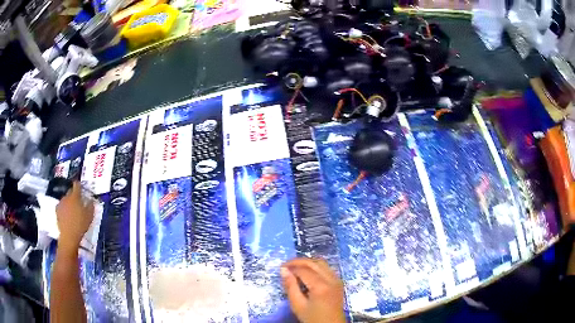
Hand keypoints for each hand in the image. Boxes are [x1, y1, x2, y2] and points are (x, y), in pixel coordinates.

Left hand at [55, 182, 93, 252]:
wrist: (68, 236)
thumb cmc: (80, 225)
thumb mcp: (89, 216)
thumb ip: (91, 206)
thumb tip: (91, 200)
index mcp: (75, 196)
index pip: (77, 185)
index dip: (79, 184)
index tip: (81, 187)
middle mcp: (67, 197)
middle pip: (70, 191)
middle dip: (74, 194)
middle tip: (78, 201)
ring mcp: (61, 203)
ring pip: (65, 199)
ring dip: (69, 202)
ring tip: (72, 210)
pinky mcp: (57, 211)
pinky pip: (61, 206)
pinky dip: (64, 208)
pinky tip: (66, 214)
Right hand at [281, 258, 345, 322]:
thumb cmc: (312, 318)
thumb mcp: (297, 305)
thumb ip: (290, 286)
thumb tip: (283, 270)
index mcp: (320, 286)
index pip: (304, 270)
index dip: (291, 266)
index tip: (281, 268)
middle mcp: (331, 279)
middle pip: (314, 263)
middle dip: (299, 261)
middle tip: (286, 265)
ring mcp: (337, 280)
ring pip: (322, 263)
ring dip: (308, 263)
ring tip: (296, 268)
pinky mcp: (339, 282)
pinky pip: (327, 268)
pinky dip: (316, 267)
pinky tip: (308, 273)